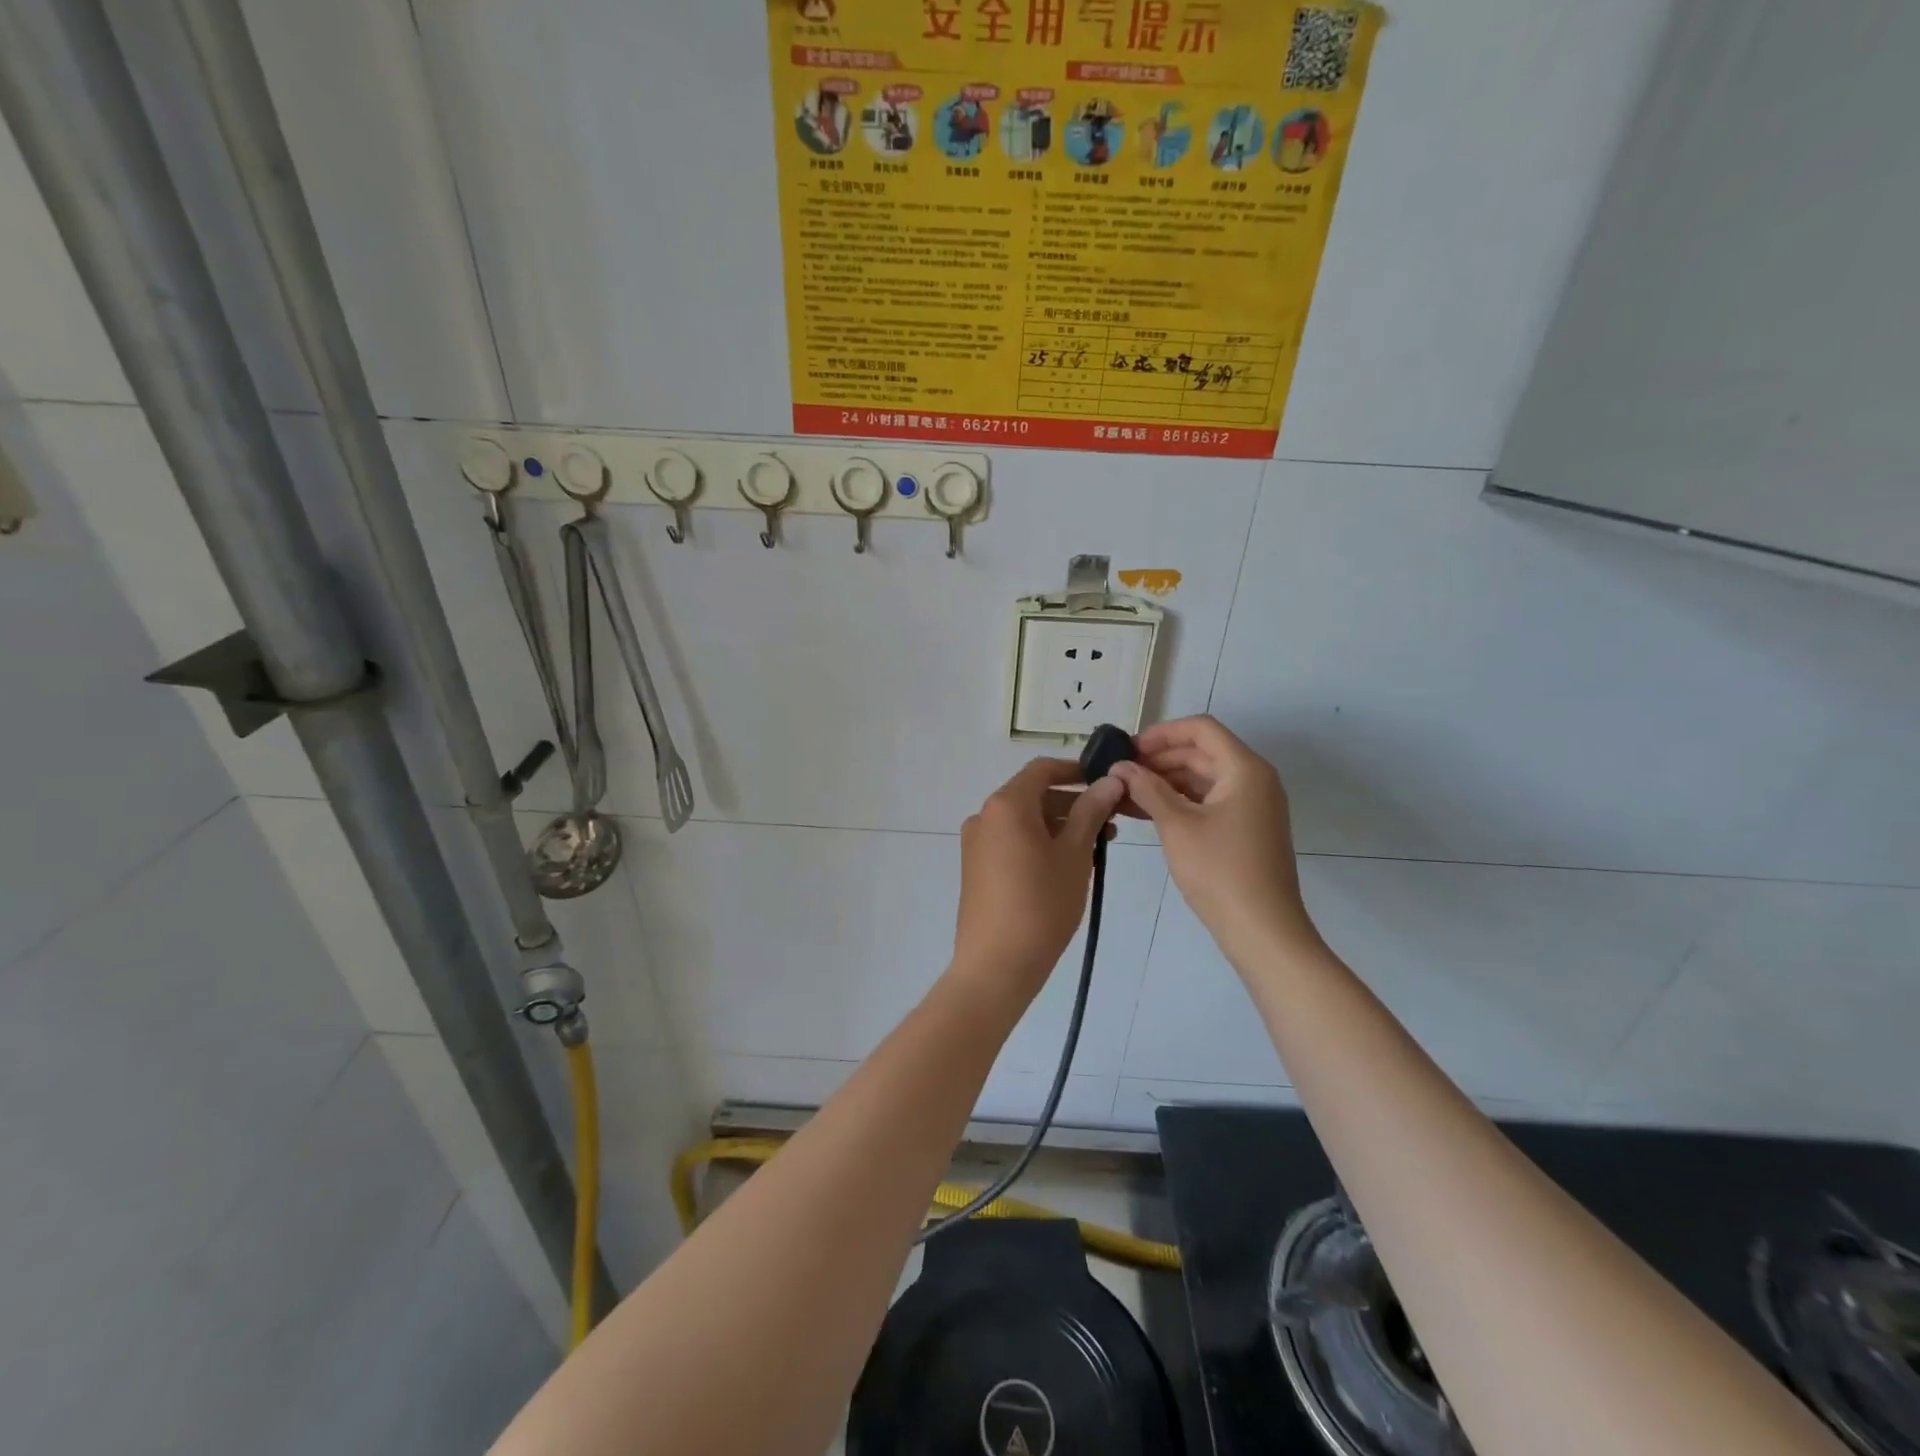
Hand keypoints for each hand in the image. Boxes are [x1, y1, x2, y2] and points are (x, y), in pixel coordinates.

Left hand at [952, 759, 1125, 1006]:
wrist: (996, 964)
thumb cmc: (1042, 903)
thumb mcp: (1074, 854)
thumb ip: (1091, 812)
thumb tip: (1109, 780)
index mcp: (1005, 805)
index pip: (1042, 769)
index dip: (1076, 771)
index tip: (1106, 782)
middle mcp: (984, 816)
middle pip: (1033, 795)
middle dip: (1073, 803)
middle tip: (1110, 822)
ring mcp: (976, 843)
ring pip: (1023, 820)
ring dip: (1059, 825)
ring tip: (1096, 848)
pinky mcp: (976, 867)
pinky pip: (1011, 841)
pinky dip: (1039, 842)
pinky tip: (1067, 865)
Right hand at [1111, 717, 1318, 959]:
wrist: (1262, 929)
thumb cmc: (1220, 871)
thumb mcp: (1177, 825)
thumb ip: (1147, 789)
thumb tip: (1120, 767)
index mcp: (1244, 769)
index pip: (1201, 729)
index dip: (1162, 733)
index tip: (1128, 749)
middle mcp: (1253, 779)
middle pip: (1201, 752)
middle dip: (1159, 759)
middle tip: (1120, 773)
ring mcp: (1251, 805)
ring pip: (1202, 778)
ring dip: (1165, 782)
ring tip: (1125, 793)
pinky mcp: (1245, 828)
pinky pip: (1208, 801)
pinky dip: (1179, 802)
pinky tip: (1145, 812)